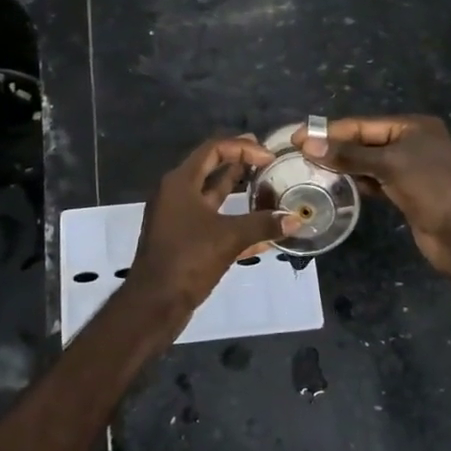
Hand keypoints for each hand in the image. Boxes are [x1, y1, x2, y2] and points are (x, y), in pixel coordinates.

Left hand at [125, 136, 292, 318]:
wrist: (155, 303)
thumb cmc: (188, 259)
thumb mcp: (229, 237)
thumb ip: (263, 224)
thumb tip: (296, 219)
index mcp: (180, 183)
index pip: (213, 149)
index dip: (242, 147)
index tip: (269, 156)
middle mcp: (176, 194)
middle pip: (211, 168)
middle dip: (239, 162)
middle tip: (268, 160)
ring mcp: (178, 218)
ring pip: (212, 196)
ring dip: (238, 190)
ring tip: (267, 186)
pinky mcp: (183, 240)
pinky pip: (212, 221)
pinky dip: (234, 221)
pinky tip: (261, 230)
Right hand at [294, 115, 450, 273]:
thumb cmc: (431, 187)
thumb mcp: (389, 164)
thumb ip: (349, 155)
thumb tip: (308, 145)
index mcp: (413, 127)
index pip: (363, 124)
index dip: (330, 131)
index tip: (298, 137)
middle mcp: (412, 144)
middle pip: (365, 141)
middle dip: (335, 147)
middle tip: (299, 155)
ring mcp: (410, 170)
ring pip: (368, 163)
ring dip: (343, 166)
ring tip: (311, 170)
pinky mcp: (407, 193)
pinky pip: (375, 182)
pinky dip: (357, 183)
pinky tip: (337, 187)